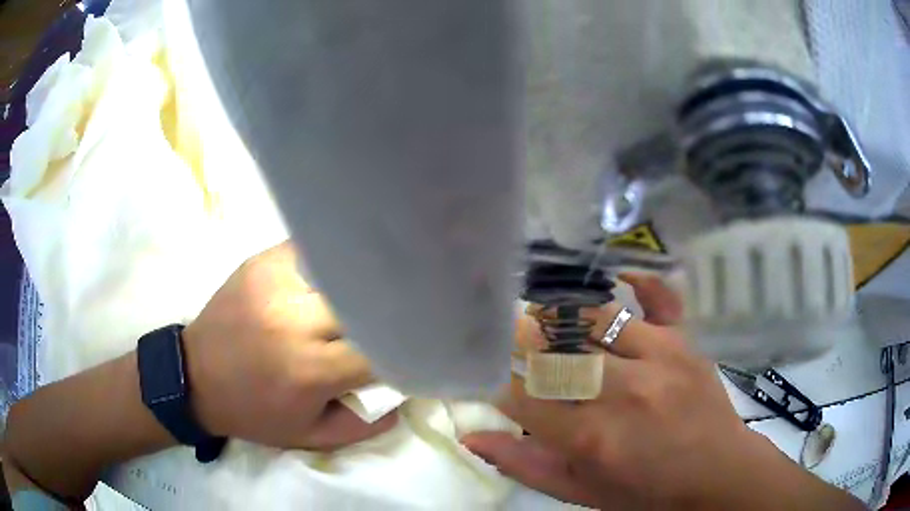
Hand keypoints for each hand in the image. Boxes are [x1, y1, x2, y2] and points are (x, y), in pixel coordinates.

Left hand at [184, 241, 396, 449]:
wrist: (195, 378)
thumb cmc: (254, 413)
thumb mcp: (310, 435)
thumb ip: (364, 422)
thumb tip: (404, 393)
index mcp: (309, 370)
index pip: (380, 349)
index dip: (401, 348)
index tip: (408, 350)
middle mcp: (294, 321)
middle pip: (364, 303)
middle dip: (381, 315)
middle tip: (388, 321)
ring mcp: (276, 283)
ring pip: (342, 271)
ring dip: (357, 286)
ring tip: (362, 296)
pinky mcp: (262, 262)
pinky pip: (312, 251)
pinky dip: (329, 263)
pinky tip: (331, 276)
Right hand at [465, 274, 861, 509]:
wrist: (716, 474)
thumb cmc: (646, 492)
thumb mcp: (582, 493)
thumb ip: (525, 464)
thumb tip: (472, 436)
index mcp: (592, 438)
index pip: (523, 395)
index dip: (497, 380)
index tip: (487, 372)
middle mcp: (623, 392)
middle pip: (556, 351)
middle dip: (523, 340)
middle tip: (508, 334)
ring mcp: (660, 359)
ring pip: (596, 320)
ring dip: (564, 317)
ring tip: (549, 319)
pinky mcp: (685, 343)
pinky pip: (659, 299)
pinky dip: (639, 284)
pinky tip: (621, 277)